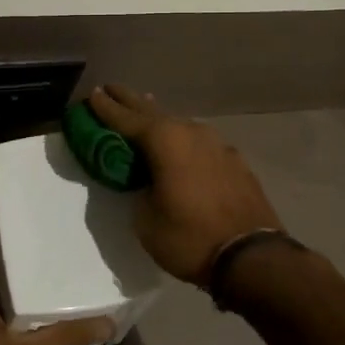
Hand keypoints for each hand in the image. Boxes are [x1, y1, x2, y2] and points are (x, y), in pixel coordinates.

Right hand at [87, 85, 284, 284]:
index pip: (126, 119)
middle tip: (112, 89)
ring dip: (159, 119)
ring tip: (145, 109)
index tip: (93, 93)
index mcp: (165, 141)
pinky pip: (200, 143)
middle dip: (130, 101)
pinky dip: (184, 140)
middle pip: (153, 112)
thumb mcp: (147, 221)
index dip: (106, 107)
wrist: (252, 256)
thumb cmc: (190, 238)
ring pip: (180, 125)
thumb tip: (148, 184)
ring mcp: (217, 145)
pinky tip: (182, 145)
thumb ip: (140, 193)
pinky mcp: (235, 161)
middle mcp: (191, 133)